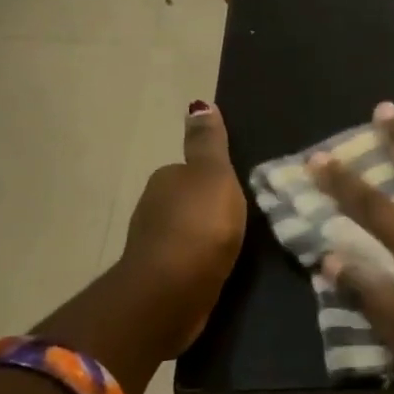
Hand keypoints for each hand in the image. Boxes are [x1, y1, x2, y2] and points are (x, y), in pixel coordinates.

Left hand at [115, 101, 248, 357]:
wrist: (173, 290)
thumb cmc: (199, 224)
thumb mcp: (214, 175)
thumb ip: (208, 143)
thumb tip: (198, 103)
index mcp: (166, 179)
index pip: (190, 170)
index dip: (213, 177)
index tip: (237, 189)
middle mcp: (152, 207)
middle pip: (185, 200)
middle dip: (207, 207)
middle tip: (241, 217)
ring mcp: (154, 245)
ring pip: (184, 231)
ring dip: (203, 235)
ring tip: (234, 244)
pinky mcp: (161, 277)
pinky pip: (186, 260)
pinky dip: (199, 261)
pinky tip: (216, 268)